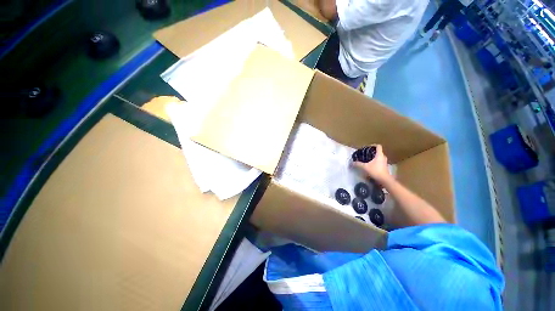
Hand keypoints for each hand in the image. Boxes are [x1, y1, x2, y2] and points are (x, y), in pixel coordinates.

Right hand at [353, 144, 390, 183]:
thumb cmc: (376, 171)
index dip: (373, 145)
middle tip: (365, 154)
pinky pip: (379, 161)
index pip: (378, 146)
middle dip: (371, 152)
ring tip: (366, 159)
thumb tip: (351, 162)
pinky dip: (374, 162)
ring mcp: (384, 162)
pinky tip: (369, 165)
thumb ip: (358, 164)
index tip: (367, 147)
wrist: (384, 180)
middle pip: (378, 152)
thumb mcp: (365, 167)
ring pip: (379, 157)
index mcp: (379, 155)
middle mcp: (383, 157)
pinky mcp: (384, 167)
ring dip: (373, 157)